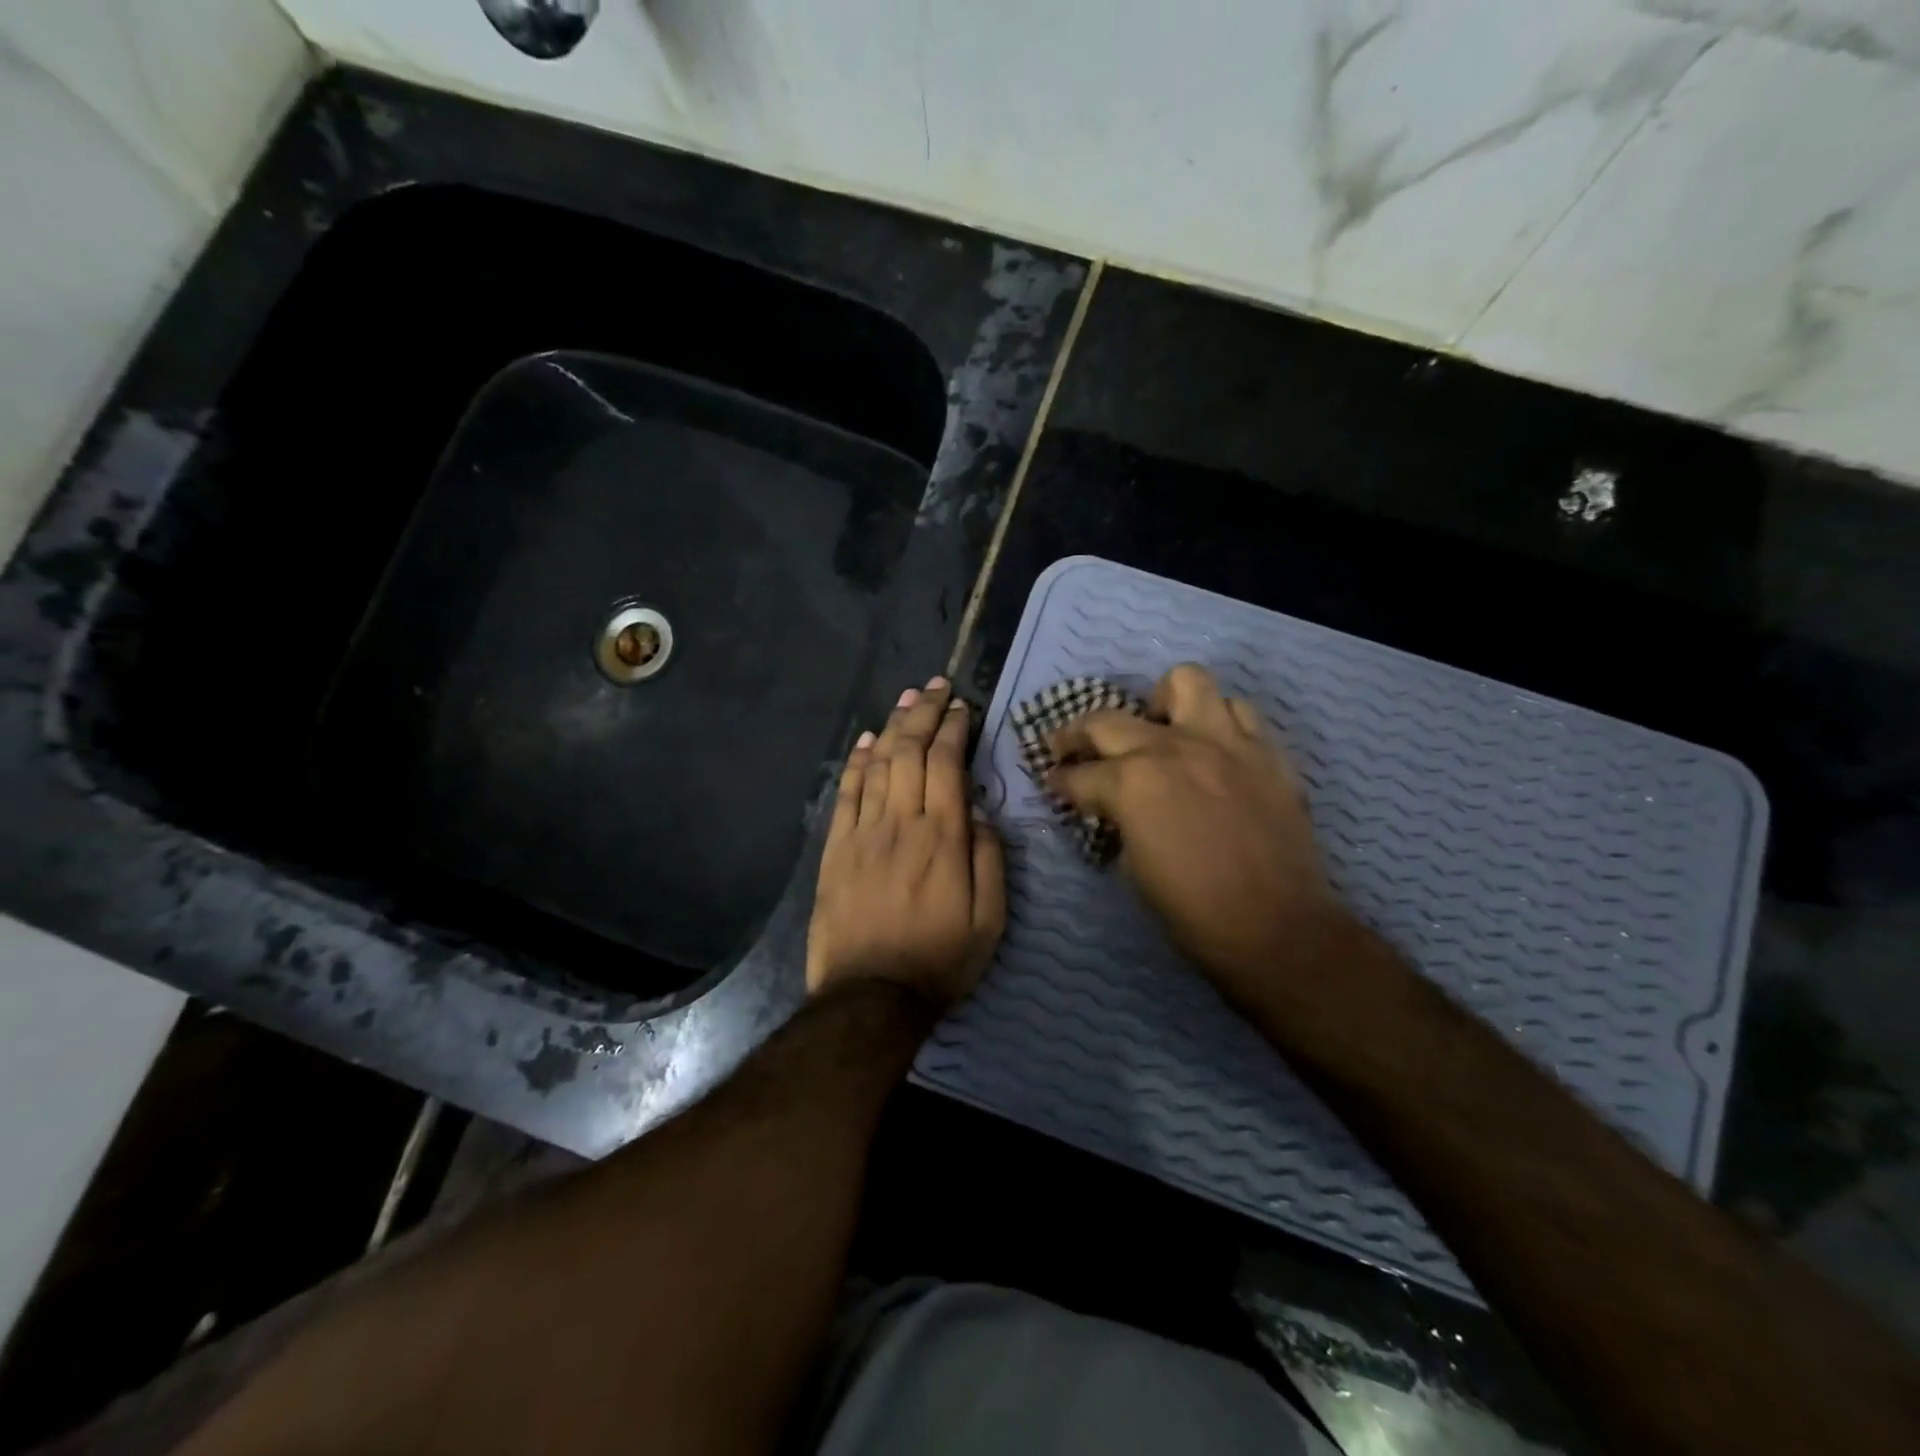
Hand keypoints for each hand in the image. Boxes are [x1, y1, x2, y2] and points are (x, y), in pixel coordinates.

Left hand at [807, 676, 1006, 1013]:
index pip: (947, 765)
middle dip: (925, 714)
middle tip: (936, 687)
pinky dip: (858, 762)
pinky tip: (868, 740)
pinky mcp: (836, 848)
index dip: (954, 729)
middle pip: (911, 753)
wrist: (871, 996)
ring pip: (878, 765)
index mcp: (943, 837)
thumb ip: (989, 859)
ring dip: (894, 727)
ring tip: (907, 699)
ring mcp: (864, 833)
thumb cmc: (940, 959)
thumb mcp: (990, 919)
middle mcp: (902, 823)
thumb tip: (980, 812)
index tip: (962, 707)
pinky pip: (847, 793)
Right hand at [1047, 664, 1347, 1004]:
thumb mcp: (1133, 866)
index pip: (1078, 774)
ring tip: (1160, 727)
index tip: (1054, 784)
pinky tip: (1213, 746)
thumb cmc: (1192, 909)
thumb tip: (1116, 807)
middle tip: (1073, 750)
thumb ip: (1120, 820)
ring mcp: (1224, 741)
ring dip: (1162, 703)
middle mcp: (1172, 747)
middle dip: (1077, 735)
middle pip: (1107, 720)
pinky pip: (1239, 710)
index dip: (1059, 782)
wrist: (1276, 927)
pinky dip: (1219, 721)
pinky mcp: (1265, 749)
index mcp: (1131, 783)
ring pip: (1185, 682)